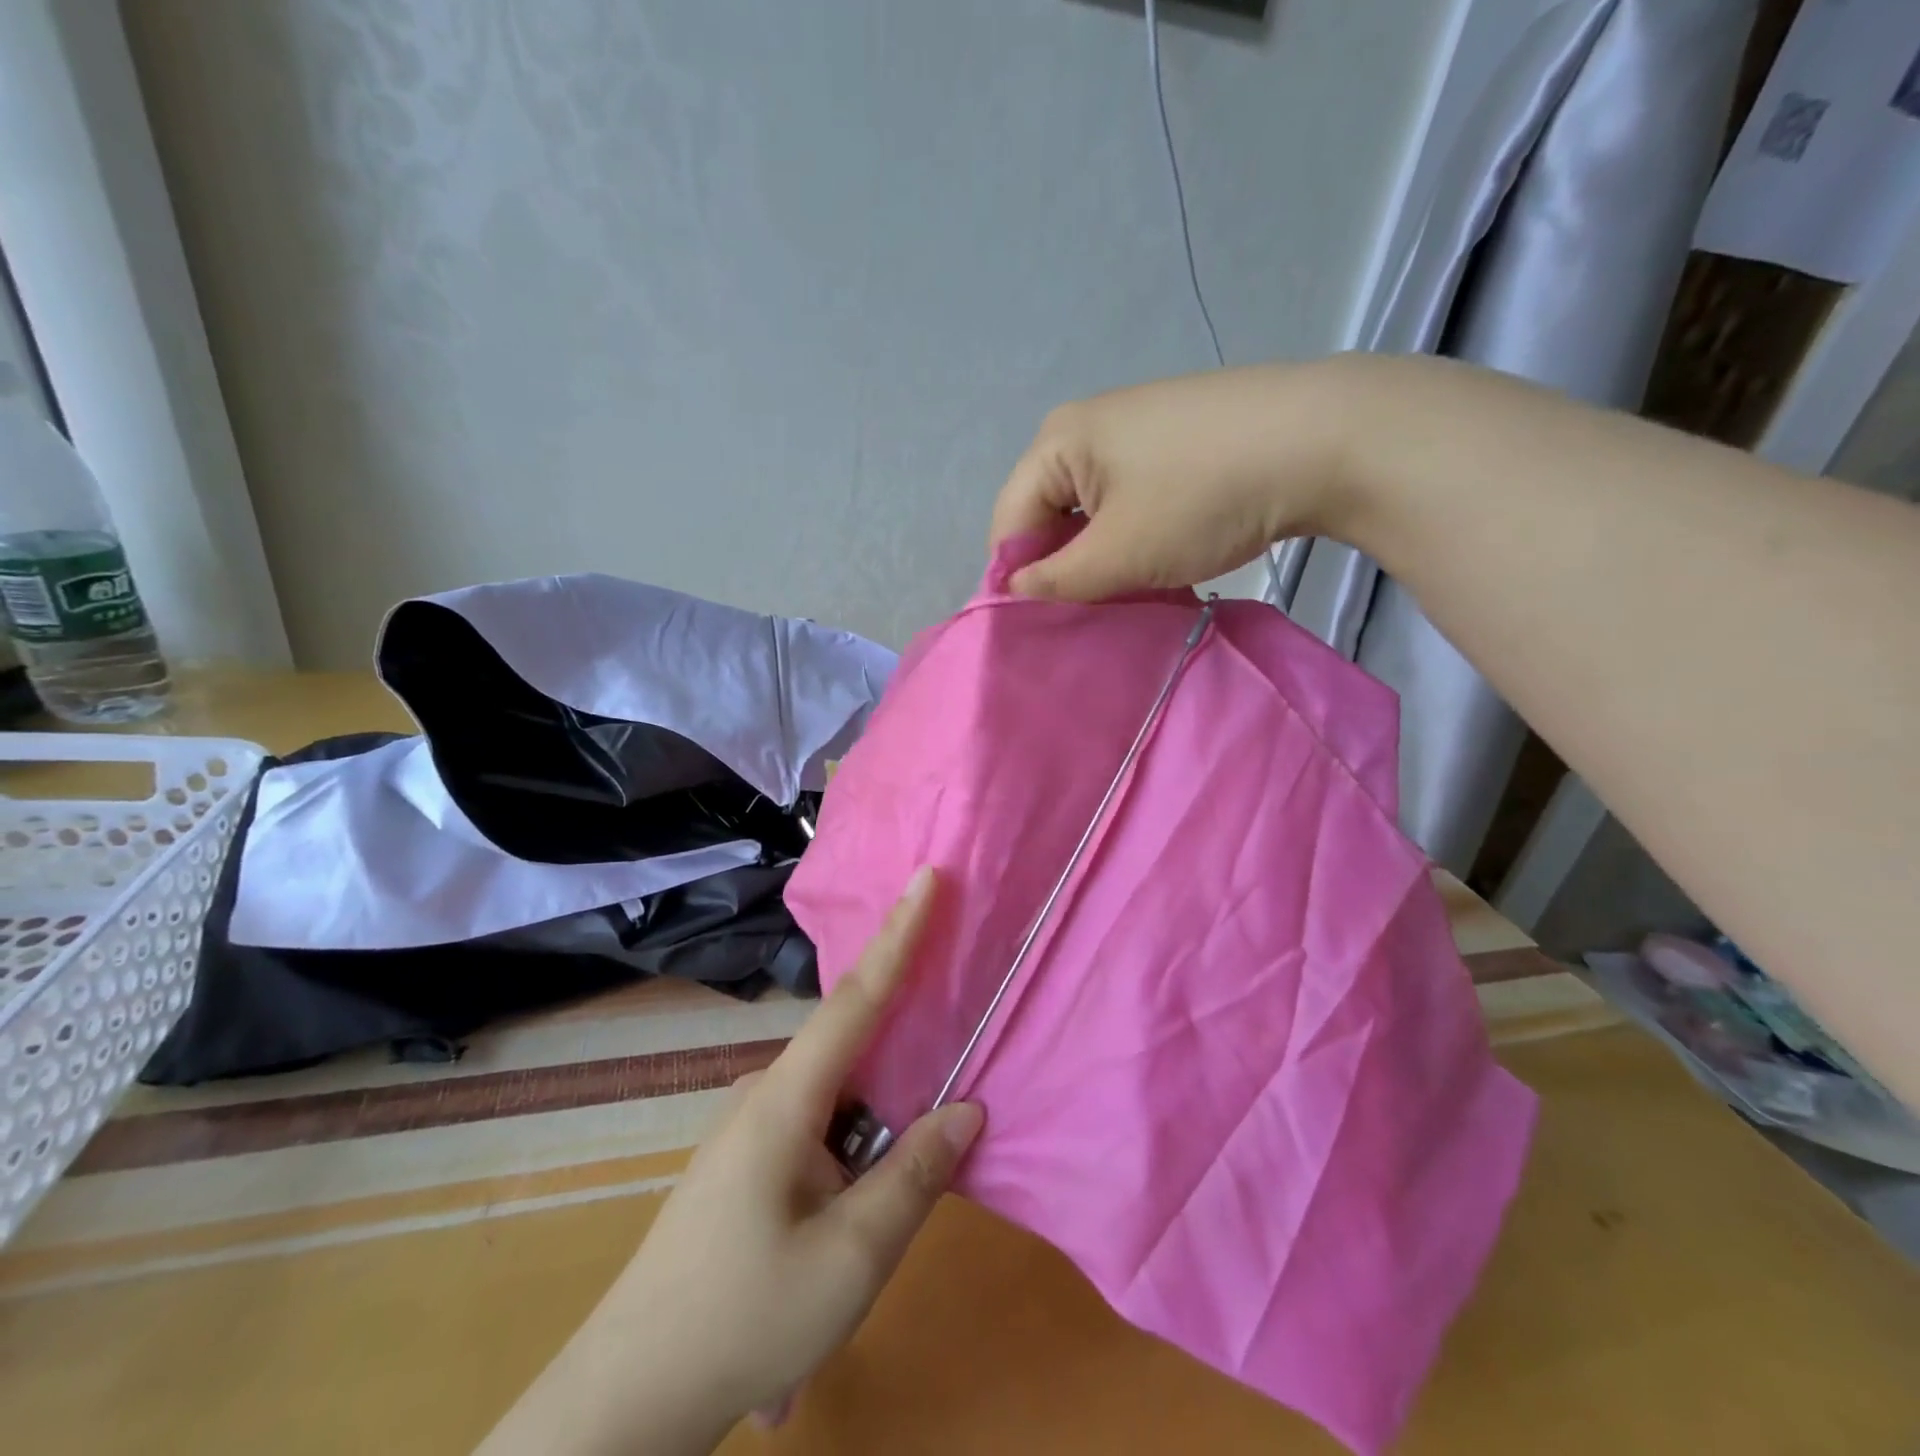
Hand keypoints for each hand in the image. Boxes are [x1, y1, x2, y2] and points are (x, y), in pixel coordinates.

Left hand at [477, 867, 981, 1455]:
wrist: (629, 1398)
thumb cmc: (744, 1319)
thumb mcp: (851, 1257)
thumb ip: (915, 1174)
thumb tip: (967, 1109)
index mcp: (786, 1099)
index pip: (856, 997)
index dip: (898, 934)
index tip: (924, 877)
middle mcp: (765, 1094)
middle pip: (853, 1046)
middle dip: (905, 1040)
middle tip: (953, 1046)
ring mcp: (750, 1128)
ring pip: (839, 1098)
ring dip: (877, 1127)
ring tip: (891, 1195)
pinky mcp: (747, 1161)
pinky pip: (819, 1128)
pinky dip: (854, 1149)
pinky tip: (855, 1216)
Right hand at [989, 357, 1366, 600]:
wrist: (1323, 439)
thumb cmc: (1201, 498)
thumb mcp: (1118, 554)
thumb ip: (1055, 581)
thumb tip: (1011, 592)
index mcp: (1057, 441)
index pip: (1009, 522)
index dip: (1017, 578)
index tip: (1040, 627)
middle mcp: (1086, 426)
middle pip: (1048, 513)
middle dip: (1061, 568)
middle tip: (1085, 615)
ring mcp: (1134, 428)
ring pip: (1091, 511)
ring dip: (1100, 557)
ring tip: (1125, 593)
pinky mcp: (1174, 439)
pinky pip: (1128, 498)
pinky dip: (1132, 534)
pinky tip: (1158, 560)